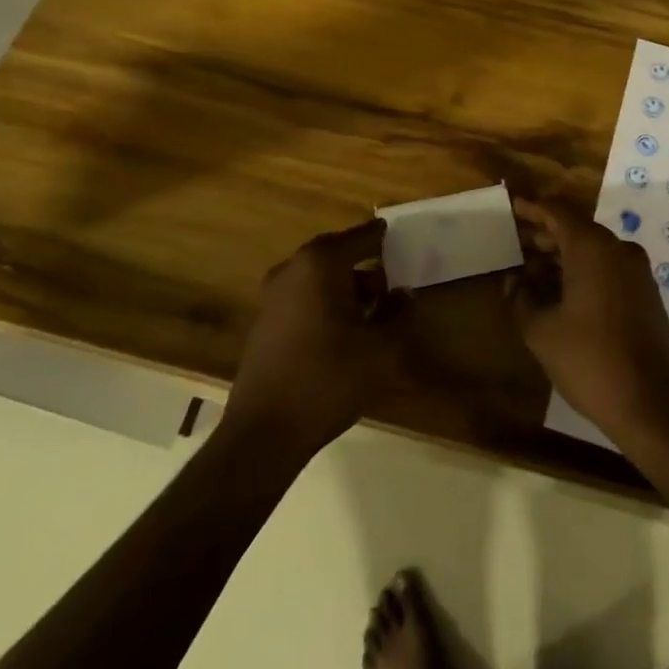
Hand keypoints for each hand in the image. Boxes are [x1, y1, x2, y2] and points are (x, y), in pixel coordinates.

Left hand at [225, 218, 406, 456]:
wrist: (265, 431)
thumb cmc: (328, 378)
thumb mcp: (379, 349)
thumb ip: (397, 314)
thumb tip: (404, 294)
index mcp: (320, 263)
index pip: (361, 237)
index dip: (383, 238)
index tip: (401, 238)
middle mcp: (293, 268)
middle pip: (337, 253)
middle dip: (364, 263)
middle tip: (392, 277)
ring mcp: (273, 294)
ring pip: (318, 276)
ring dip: (345, 285)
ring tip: (372, 307)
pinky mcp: (264, 320)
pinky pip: (303, 295)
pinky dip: (324, 300)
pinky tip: (343, 328)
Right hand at [507, 198, 668, 441]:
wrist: (652, 405)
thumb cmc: (589, 360)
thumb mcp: (541, 331)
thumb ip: (521, 298)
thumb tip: (513, 280)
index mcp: (592, 248)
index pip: (557, 212)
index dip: (532, 208)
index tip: (511, 207)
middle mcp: (618, 250)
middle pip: (576, 229)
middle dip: (544, 234)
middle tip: (515, 241)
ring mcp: (637, 272)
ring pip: (593, 251)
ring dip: (562, 256)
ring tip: (531, 270)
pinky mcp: (646, 295)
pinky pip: (608, 269)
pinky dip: (583, 272)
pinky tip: (560, 292)